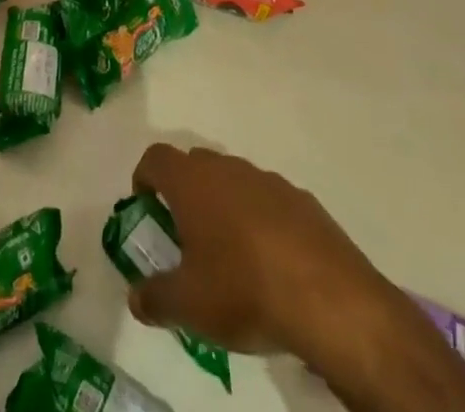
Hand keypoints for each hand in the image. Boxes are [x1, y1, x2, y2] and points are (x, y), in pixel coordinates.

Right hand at [128, 145, 464, 411]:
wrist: (328, 299)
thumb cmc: (243, 290)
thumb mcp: (189, 307)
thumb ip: (155, 298)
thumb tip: (135, 297)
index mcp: (192, 182)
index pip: (156, 158)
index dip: (145, 176)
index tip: (145, 203)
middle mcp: (226, 168)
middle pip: (195, 164)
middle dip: (185, 191)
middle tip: (186, 233)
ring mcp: (267, 180)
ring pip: (234, 180)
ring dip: (224, 204)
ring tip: (230, 251)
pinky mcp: (303, 200)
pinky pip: (269, 200)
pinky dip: (261, 219)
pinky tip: (271, 261)